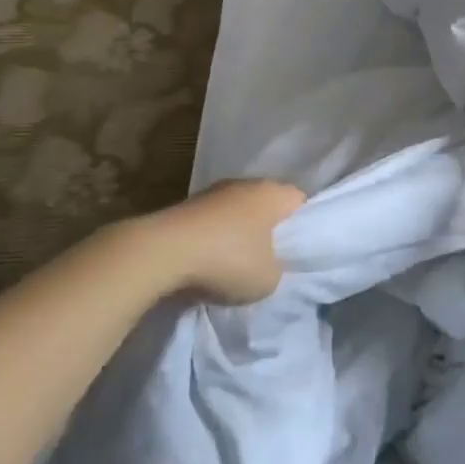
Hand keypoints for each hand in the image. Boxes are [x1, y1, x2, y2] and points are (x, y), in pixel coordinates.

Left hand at [137, 177, 306, 304]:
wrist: (162, 252)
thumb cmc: (228, 260)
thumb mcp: (270, 279)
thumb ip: (278, 269)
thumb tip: (268, 264)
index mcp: (273, 193)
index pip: (300, 202)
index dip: (302, 227)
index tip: (296, 252)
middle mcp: (246, 184)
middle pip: (267, 205)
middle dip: (269, 230)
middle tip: (269, 260)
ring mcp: (213, 192)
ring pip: (238, 213)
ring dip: (238, 234)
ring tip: (235, 265)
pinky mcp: (187, 205)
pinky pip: (213, 222)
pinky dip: (213, 239)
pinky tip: (208, 262)